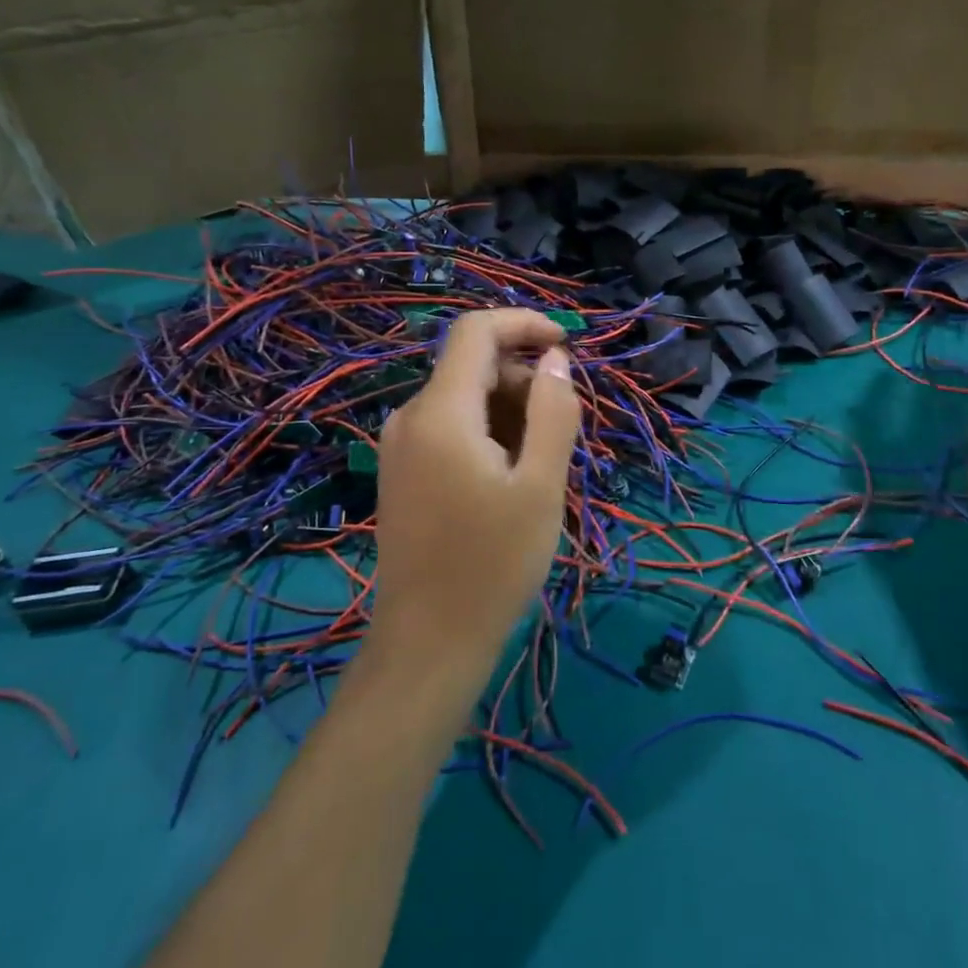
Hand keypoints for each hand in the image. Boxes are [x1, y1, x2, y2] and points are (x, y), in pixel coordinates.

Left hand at [366, 309, 581, 685]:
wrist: (428, 643)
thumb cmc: (493, 564)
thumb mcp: (541, 485)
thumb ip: (552, 412)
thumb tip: (555, 359)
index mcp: (441, 413)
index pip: (475, 331)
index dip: (522, 324)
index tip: (566, 345)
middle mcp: (411, 417)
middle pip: (472, 365)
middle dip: (523, 379)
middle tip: (562, 431)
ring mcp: (401, 445)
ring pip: (464, 397)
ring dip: (510, 410)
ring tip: (540, 464)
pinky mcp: (403, 470)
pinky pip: (451, 425)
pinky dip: (488, 431)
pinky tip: (510, 477)